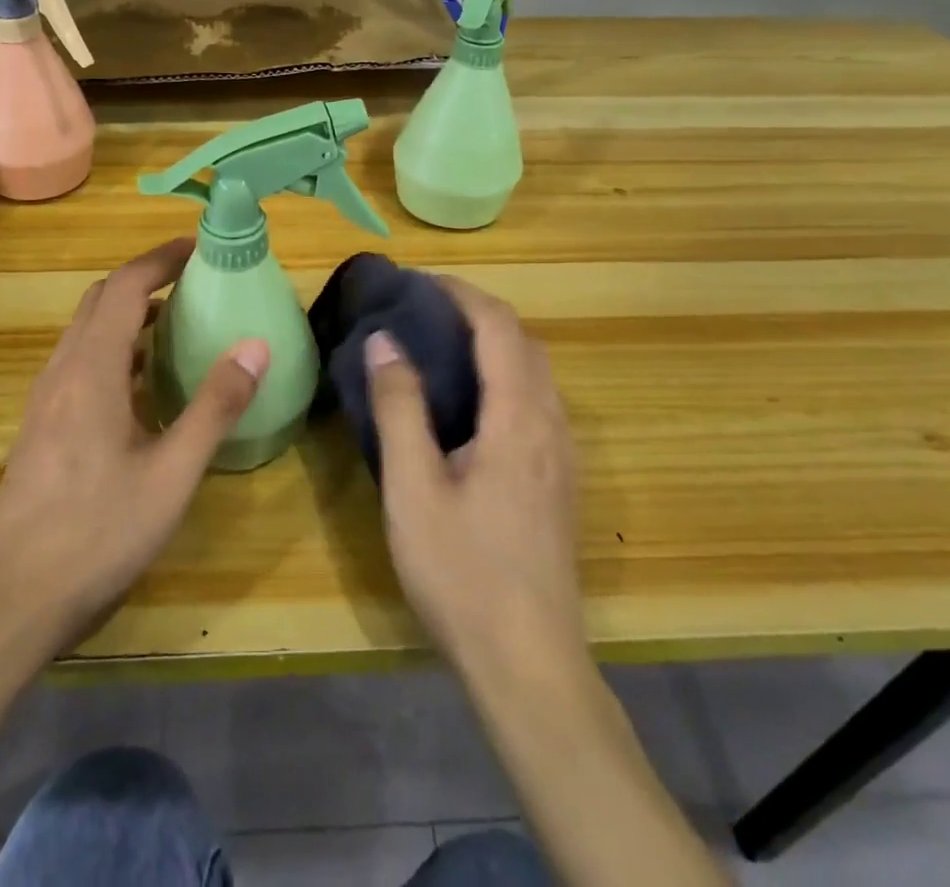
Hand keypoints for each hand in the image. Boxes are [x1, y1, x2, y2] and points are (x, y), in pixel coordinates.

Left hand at [0, 237, 269, 656]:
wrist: (10, 600)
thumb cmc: (97, 533)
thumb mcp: (171, 473)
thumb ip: (214, 406)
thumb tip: (255, 344)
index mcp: (92, 369)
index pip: (124, 287)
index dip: (160, 259)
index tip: (198, 247)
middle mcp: (63, 371)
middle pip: (100, 301)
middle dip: (144, 280)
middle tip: (192, 282)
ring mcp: (46, 399)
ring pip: (86, 332)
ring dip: (127, 315)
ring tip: (175, 326)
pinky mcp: (41, 426)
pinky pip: (80, 363)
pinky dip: (114, 349)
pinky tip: (142, 386)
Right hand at [365, 278, 584, 679]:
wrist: (529, 666)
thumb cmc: (463, 573)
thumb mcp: (413, 488)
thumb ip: (400, 407)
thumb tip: (385, 341)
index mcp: (519, 418)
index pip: (499, 327)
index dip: (461, 293)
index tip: (417, 282)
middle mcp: (552, 425)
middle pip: (524, 342)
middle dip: (477, 312)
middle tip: (422, 310)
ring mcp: (564, 455)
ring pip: (535, 372)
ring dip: (493, 343)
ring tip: (440, 345)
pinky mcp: (561, 480)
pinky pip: (537, 401)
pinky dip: (504, 375)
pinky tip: (469, 403)